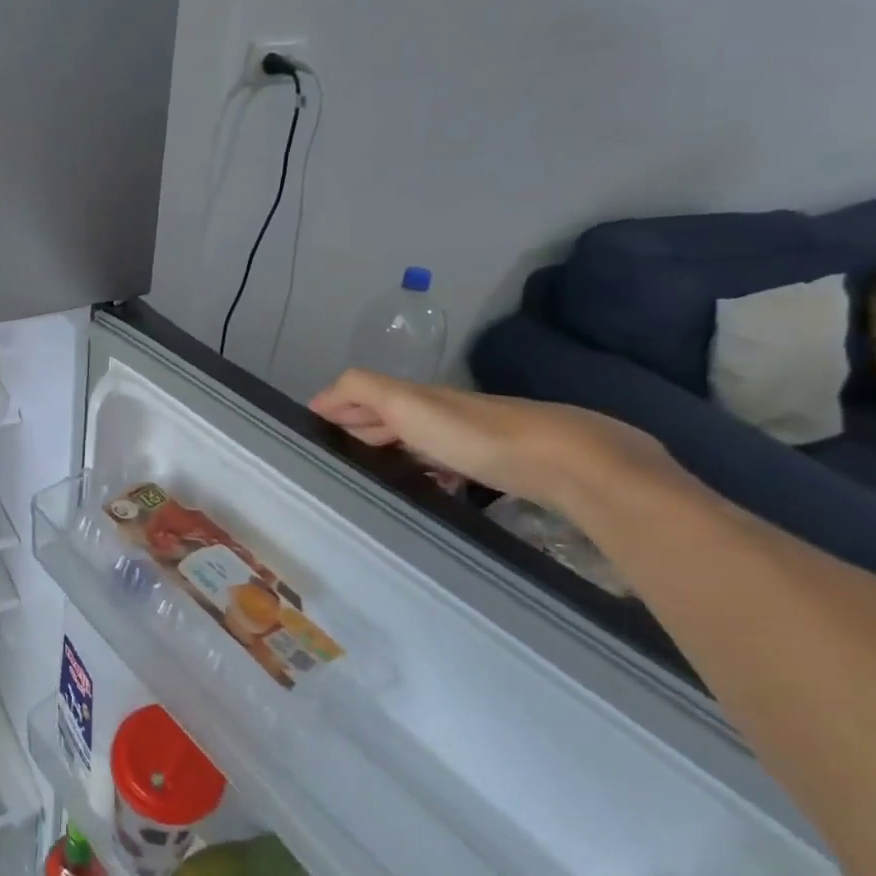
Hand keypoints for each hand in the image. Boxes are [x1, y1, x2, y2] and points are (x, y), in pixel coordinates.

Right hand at [309, 369, 671, 510]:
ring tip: (367, 474)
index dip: (337, 408)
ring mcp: (471, 438)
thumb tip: (322, 397)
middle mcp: (441, 412)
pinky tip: (424, 486)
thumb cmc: (474, 435)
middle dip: (358, 428)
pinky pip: (444, 463)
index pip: (364, 396)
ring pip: (417, 439)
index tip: (311, 429)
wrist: (565, 460)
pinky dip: (423, 469)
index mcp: (416, 397)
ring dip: (388, 451)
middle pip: (390, 416)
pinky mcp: (495, 465)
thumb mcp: (407, 403)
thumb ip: (362, 390)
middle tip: (332, 454)